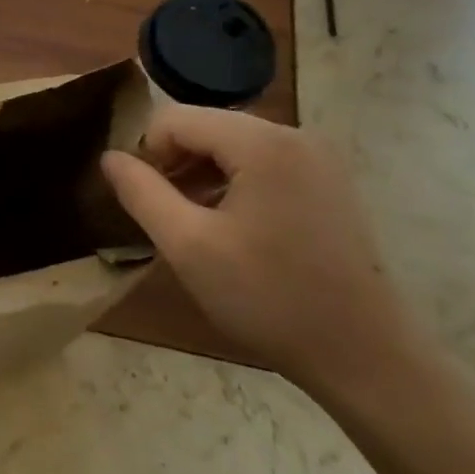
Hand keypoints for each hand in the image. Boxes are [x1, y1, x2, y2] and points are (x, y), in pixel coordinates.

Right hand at [100, 107, 423, 400]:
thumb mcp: (188, 246)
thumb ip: (141, 193)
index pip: (175, 119)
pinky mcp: (330, 183)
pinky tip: (232, 228)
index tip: (142, 200)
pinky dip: (236, 184)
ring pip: (235, 145)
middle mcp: (294, 135)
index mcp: (261, 143)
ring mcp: (319, 158)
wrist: (364, 354)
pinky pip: (265, 164)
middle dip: (176, 164)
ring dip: (203, 175)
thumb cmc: (268, 298)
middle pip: (207, 127)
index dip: (146, 153)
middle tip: (165, 215)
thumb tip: (109, 157)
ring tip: (194, 224)